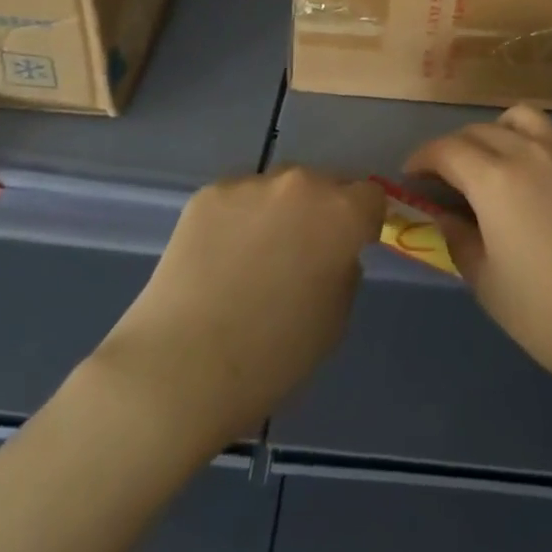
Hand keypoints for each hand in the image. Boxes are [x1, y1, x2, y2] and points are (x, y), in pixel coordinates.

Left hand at [91, 168, 382, 446]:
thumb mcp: (334, 322)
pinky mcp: (209, 193)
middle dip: (320, 212)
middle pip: (324, 184)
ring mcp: (251, 184)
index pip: (371, 196)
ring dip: (277, 212)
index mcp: (341, 214)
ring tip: (251, 260)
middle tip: (299, 255)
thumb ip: (343, 271)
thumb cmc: (272, 359)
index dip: (364, 222)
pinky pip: (238, 199)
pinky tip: (218, 260)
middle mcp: (301, 184)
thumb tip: (332, 253)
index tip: (349, 247)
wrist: (181, 368)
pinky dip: (237, 220)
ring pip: (278, 189)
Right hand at [405, 105, 551, 414]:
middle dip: (453, 149)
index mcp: (495, 178)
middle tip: (444, 182)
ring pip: (518, 118)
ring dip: (494, 132)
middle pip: (478, 131)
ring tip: (490, 166)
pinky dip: (530, 139)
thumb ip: (459, 241)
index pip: (446, 150)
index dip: (422, 160)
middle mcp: (528, 151)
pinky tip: (533, 175)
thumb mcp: (490, 286)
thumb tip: (444, 216)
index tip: (410, 177)